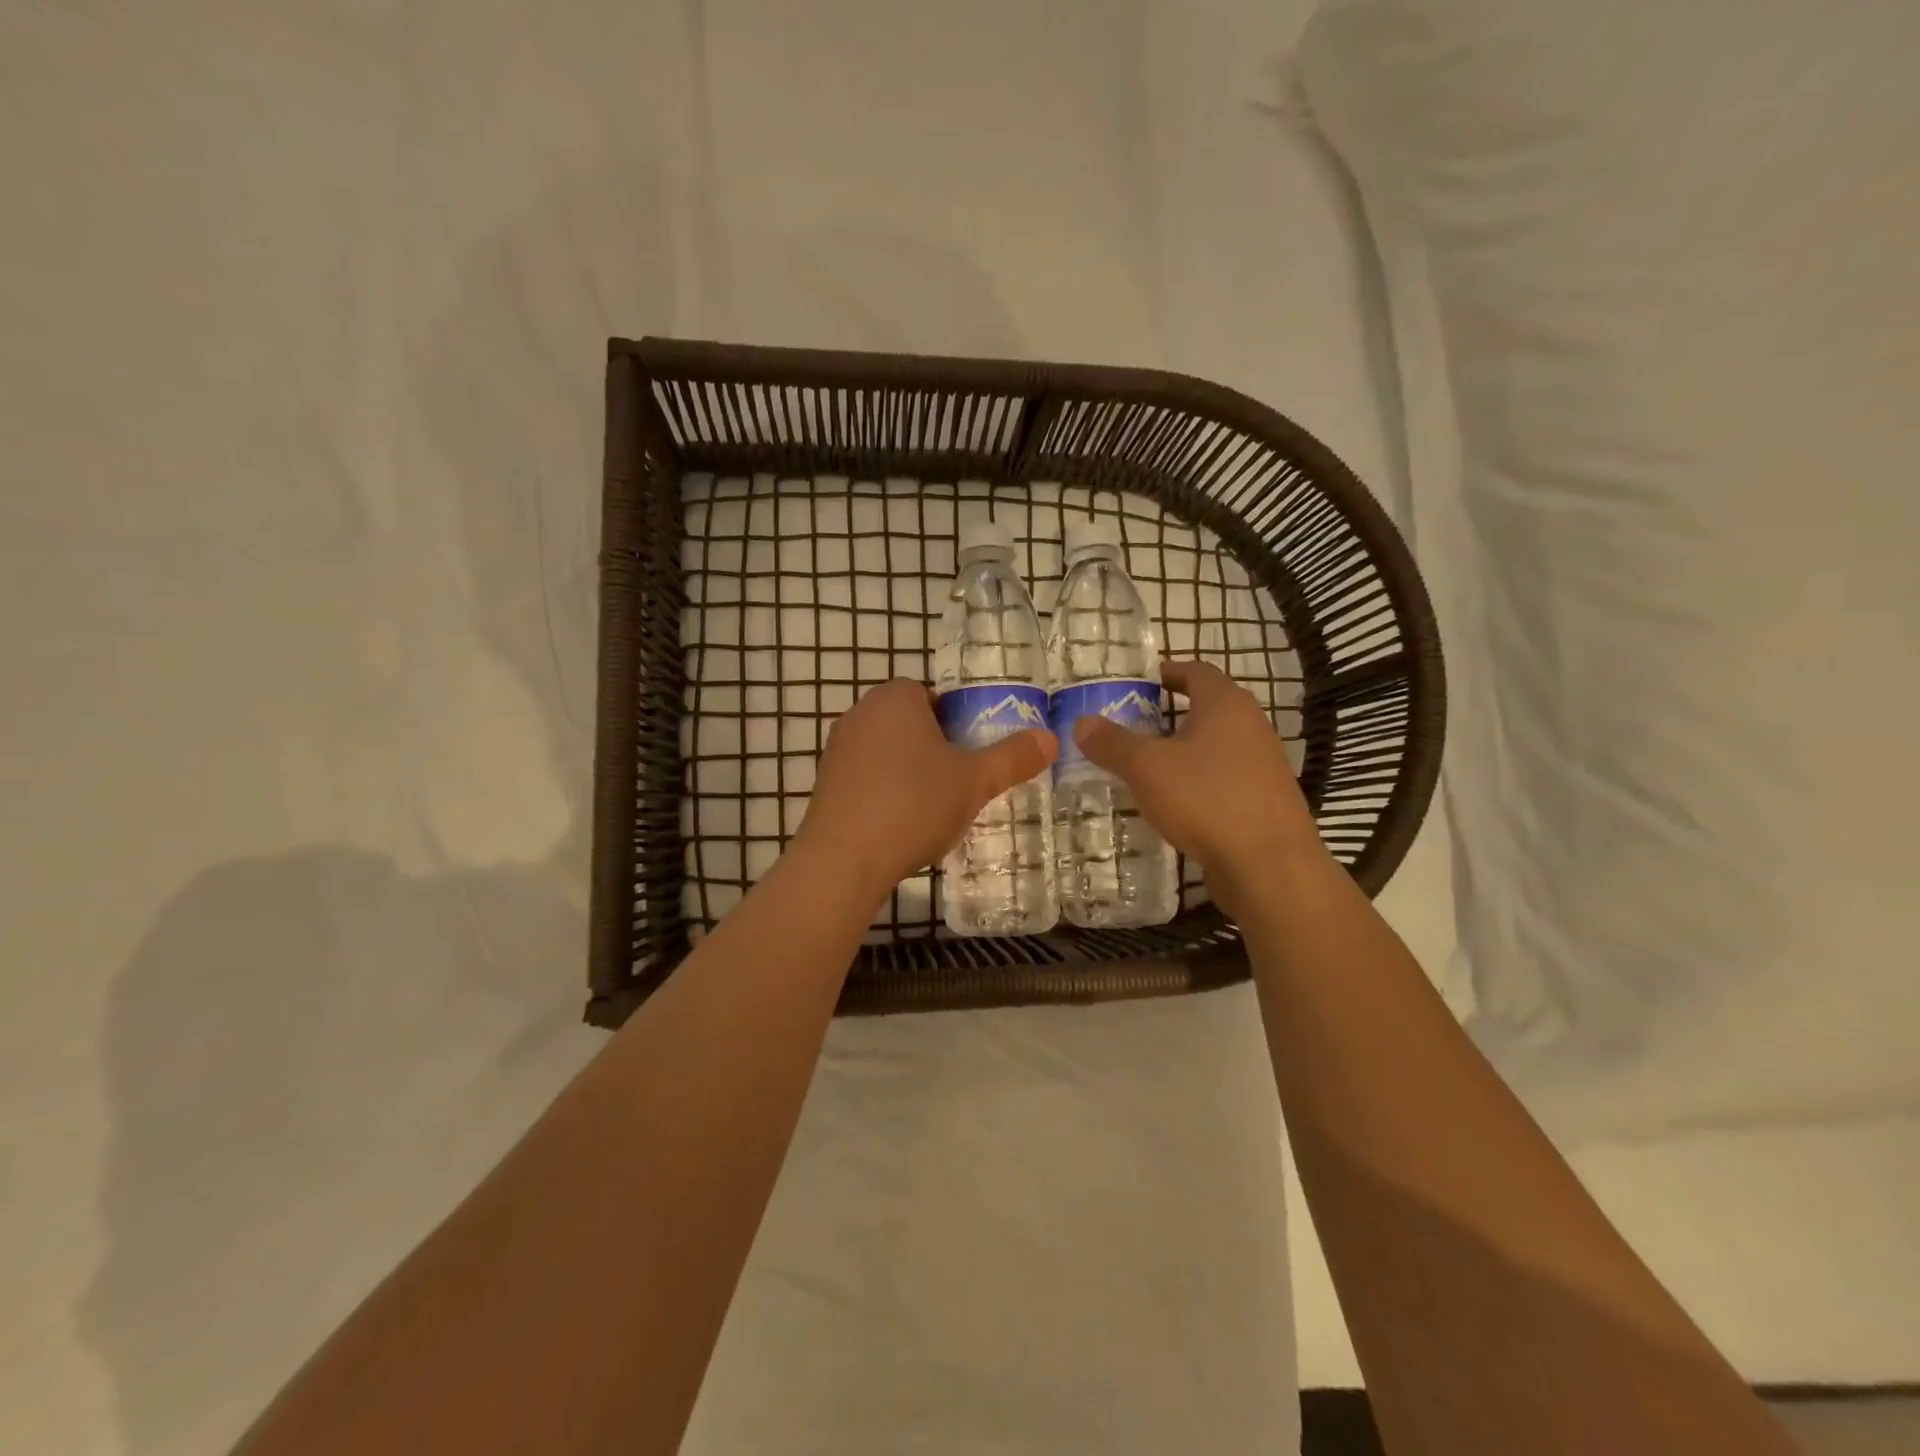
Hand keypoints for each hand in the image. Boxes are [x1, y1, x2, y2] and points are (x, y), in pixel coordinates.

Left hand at [795, 678, 1056, 900]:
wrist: (843, 860)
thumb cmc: (914, 805)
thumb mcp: (975, 781)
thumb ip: (1013, 757)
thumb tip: (1049, 739)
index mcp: (895, 698)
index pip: (932, 695)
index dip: (956, 722)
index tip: (970, 754)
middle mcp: (860, 713)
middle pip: (909, 723)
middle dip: (935, 748)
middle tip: (959, 782)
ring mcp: (837, 749)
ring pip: (887, 751)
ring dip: (909, 772)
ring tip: (932, 808)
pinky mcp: (825, 784)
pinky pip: (866, 778)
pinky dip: (885, 793)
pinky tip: (900, 824)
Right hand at [1074, 661, 1322, 912]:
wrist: (1269, 866)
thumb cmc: (1206, 799)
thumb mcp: (1146, 767)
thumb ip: (1112, 743)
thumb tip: (1081, 722)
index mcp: (1225, 704)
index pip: (1196, 671)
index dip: (1169, 672)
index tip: (1143, 681)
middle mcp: (1250, 727)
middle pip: (1207, 708)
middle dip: (1171, 714)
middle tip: (1132, 726)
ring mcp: (1262, 766)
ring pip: (1216, 746)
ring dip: (1184, 751)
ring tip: (1147, 766)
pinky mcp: (1264, 801)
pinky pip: (1224, 779)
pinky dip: (1198, 781)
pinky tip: (1175, 803)